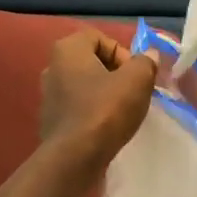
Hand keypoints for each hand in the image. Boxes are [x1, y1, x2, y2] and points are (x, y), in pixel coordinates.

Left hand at [39, 29, 157, 167]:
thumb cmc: (105, 110)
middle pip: (92, 61)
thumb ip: (146, 62)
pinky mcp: (50, 120)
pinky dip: (93, 112)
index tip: (135, 75)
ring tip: (122, 112)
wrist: (74, 158)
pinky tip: (106, 128)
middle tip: (132, 92)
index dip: (122, 53)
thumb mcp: (137, 80)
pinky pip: (78, 107)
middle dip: (116, 74)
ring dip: (105, 94)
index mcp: (67, 50)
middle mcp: (52, 67)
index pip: (100, 38)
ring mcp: (48, 95)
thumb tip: (149, 57)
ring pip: (85, 86)